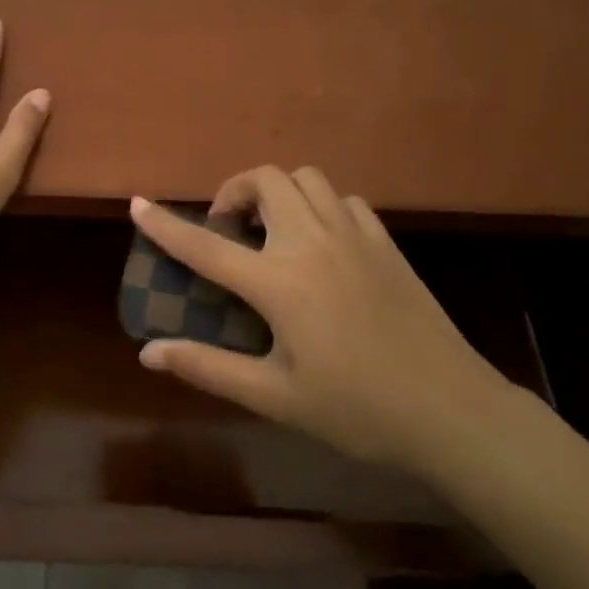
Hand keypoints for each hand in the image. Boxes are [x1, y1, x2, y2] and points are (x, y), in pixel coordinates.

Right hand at [130, 167, 519, 474]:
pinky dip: (320, 206)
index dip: (166, 224)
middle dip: (234, 192)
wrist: (450, 410)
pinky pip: (344, 199)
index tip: (138, 203)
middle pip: (265, 181)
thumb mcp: (274, 397)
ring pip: (307, 178)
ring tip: (271, 231)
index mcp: (280, 282)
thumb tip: (149, 353)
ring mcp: (354, 236)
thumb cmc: (356, 409)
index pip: (206, 245)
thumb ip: (209, 368)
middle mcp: (313, 243)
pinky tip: (321, 243)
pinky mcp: (385, 242)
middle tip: (228, 230)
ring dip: (278, 192)